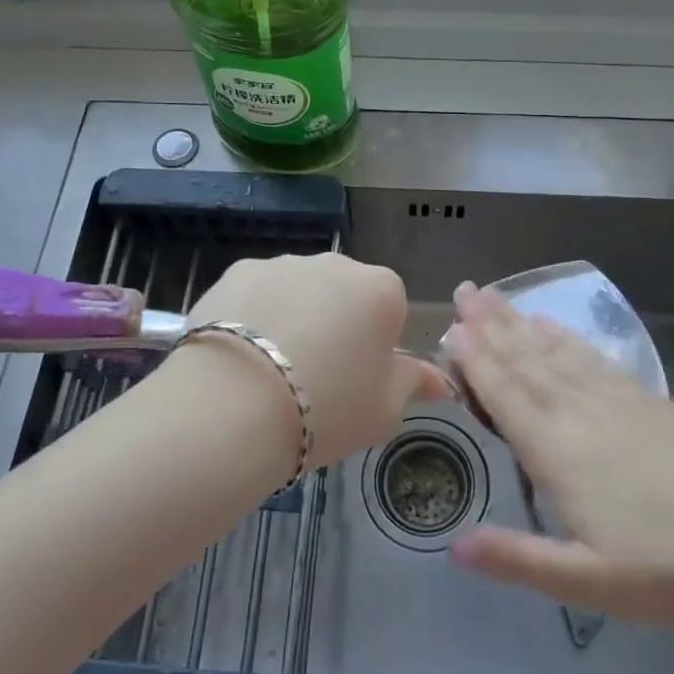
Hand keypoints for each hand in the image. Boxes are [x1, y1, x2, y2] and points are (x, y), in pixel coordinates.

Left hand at [184, 253, 447, 469]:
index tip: (356, 380)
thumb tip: (438, 379)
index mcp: (382, 291)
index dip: (375, 347)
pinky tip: (238, 356)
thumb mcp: (383, 411)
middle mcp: (336, 263)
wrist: (234, 404)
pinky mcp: (236, 271)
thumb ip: (412, 384)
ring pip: (298, 290)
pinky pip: (256, 293)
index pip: (391, 310)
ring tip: (269, 371)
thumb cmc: (326, 408)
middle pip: (343, 293)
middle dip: (335, 324)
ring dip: (293, 316)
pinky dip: (252, 315)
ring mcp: (283, 263)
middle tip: (314, 377)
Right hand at [446, 283, 673, 628]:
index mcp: (557, 450)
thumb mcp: (588, 581)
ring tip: (493, 296)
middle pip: (525, 359)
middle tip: (463, 291)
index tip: (450, 328)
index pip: (506, 393)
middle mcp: (578, 411)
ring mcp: (614, 398)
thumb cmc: (669, 570)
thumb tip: (452, 547)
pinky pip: (591, 355)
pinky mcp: (644, 398)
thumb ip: (518, 560)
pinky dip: (564, 335)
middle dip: (489, 325)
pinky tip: (552, 323)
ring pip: (554, 350)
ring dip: (519, 321)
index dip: (475, 360)